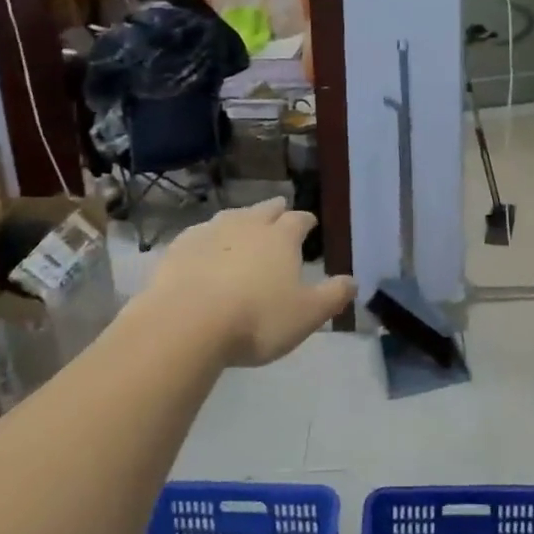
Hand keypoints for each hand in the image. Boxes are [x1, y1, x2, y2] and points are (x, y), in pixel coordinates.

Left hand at [145, 198, 355, 367]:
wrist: (186, 323)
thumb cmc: (256, 319)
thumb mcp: (306, 315)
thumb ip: (332, 296)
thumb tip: (354, 281)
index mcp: (281, 238)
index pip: (299, 220)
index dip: (306, 221)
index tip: (310, 223)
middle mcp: (247, 226)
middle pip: (265, 210)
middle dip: (275, 210)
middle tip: (280, 211)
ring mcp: (210, 233)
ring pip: (231, 216)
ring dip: (241, 219)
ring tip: (244, 225)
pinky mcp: (179, 247)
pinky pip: (199, 234)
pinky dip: (208, 238)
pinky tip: (205, 247)